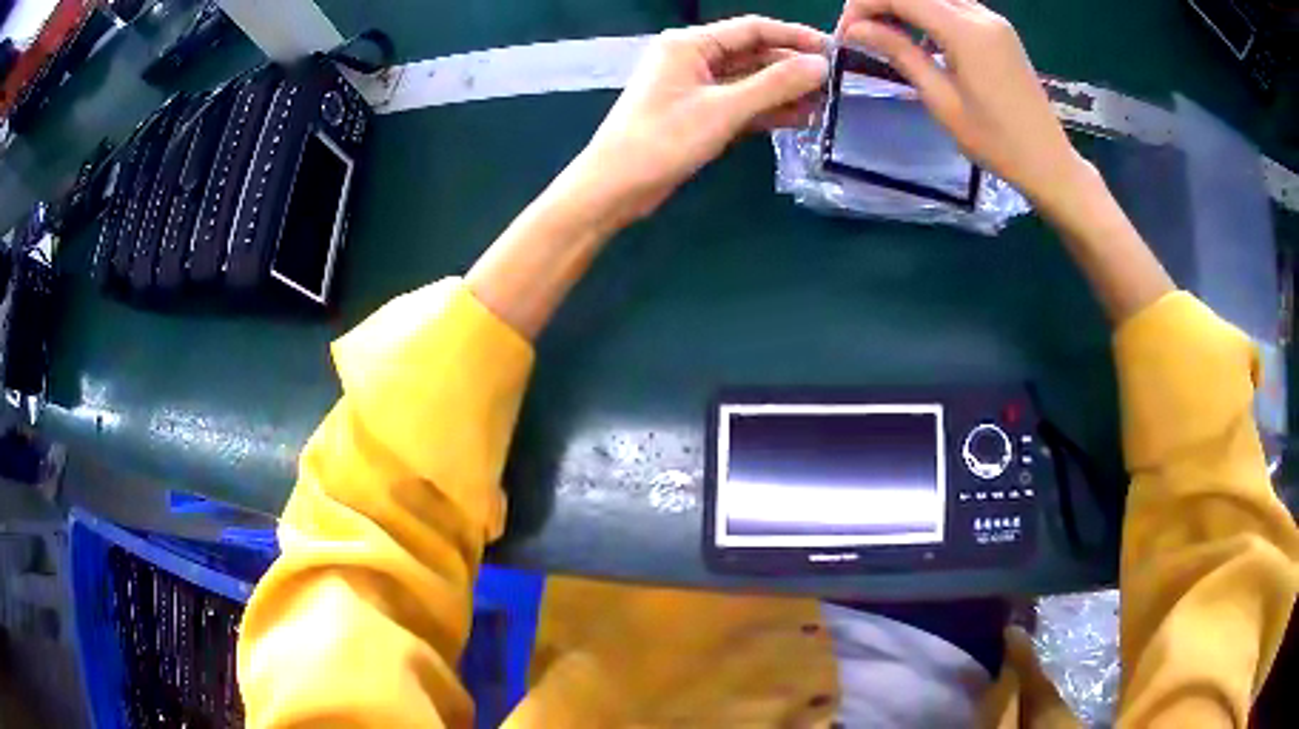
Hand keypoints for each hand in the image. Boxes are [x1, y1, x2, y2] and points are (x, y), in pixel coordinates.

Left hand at [565, 16, 828, 224]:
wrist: (615, 188)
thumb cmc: (662, 141)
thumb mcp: (723, 109)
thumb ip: (774, 85)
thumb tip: (820, 65)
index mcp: (690, 44)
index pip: (753, 29)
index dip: (794, 36)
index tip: (833, 50)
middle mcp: (693, 58)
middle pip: (753, 54)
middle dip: (792, 68)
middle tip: (835, 85)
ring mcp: (695, 87)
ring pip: (749, 81)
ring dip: (784, 92)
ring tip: (825, 105)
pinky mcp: (698, 114)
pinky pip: (740, 104)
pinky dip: (767, 110)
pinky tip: (800, 120)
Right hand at [836, 0, 1087, 213]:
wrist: (1049, 163)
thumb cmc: (995, 142)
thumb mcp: (941, 100)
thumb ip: (900, 53)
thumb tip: (856, 29)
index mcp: (966, 32)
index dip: (864, 5)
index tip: (847, 33)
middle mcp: (981, 15)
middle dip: (881, 3)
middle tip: (862, 33)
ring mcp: (994, 21)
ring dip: (905, 7)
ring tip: (886, 35)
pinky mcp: (1000, 31)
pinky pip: (955, 7)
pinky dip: (929, 13)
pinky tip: (920, 38)